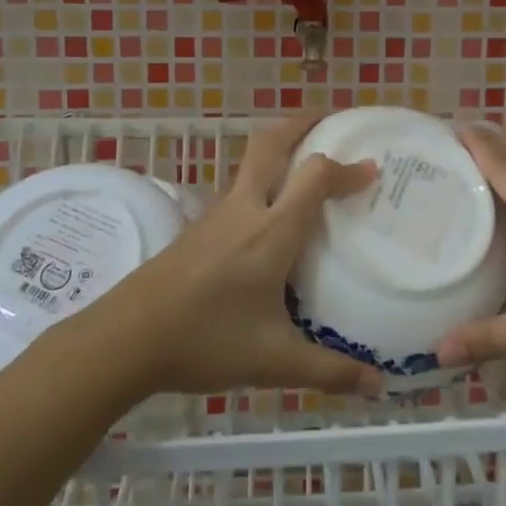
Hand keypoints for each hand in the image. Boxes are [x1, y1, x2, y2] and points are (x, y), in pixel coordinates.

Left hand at [84, 114, 382, 397]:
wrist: (126, 338)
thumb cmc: (206, 341)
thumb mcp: (274, 361)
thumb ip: (329, 371)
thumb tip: (378, 386)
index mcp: (271, 231)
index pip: (315, 176)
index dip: (346, 167)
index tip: (372, 169)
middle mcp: (245, 209)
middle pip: (272, 144)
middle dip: (302, 123)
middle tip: (329, 119)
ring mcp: (216, 215)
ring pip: (250, 163)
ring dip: (279, 149)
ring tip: (304, 161)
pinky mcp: (196, 227)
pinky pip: (237, 187)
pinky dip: (260, 179)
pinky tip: (266, 214)